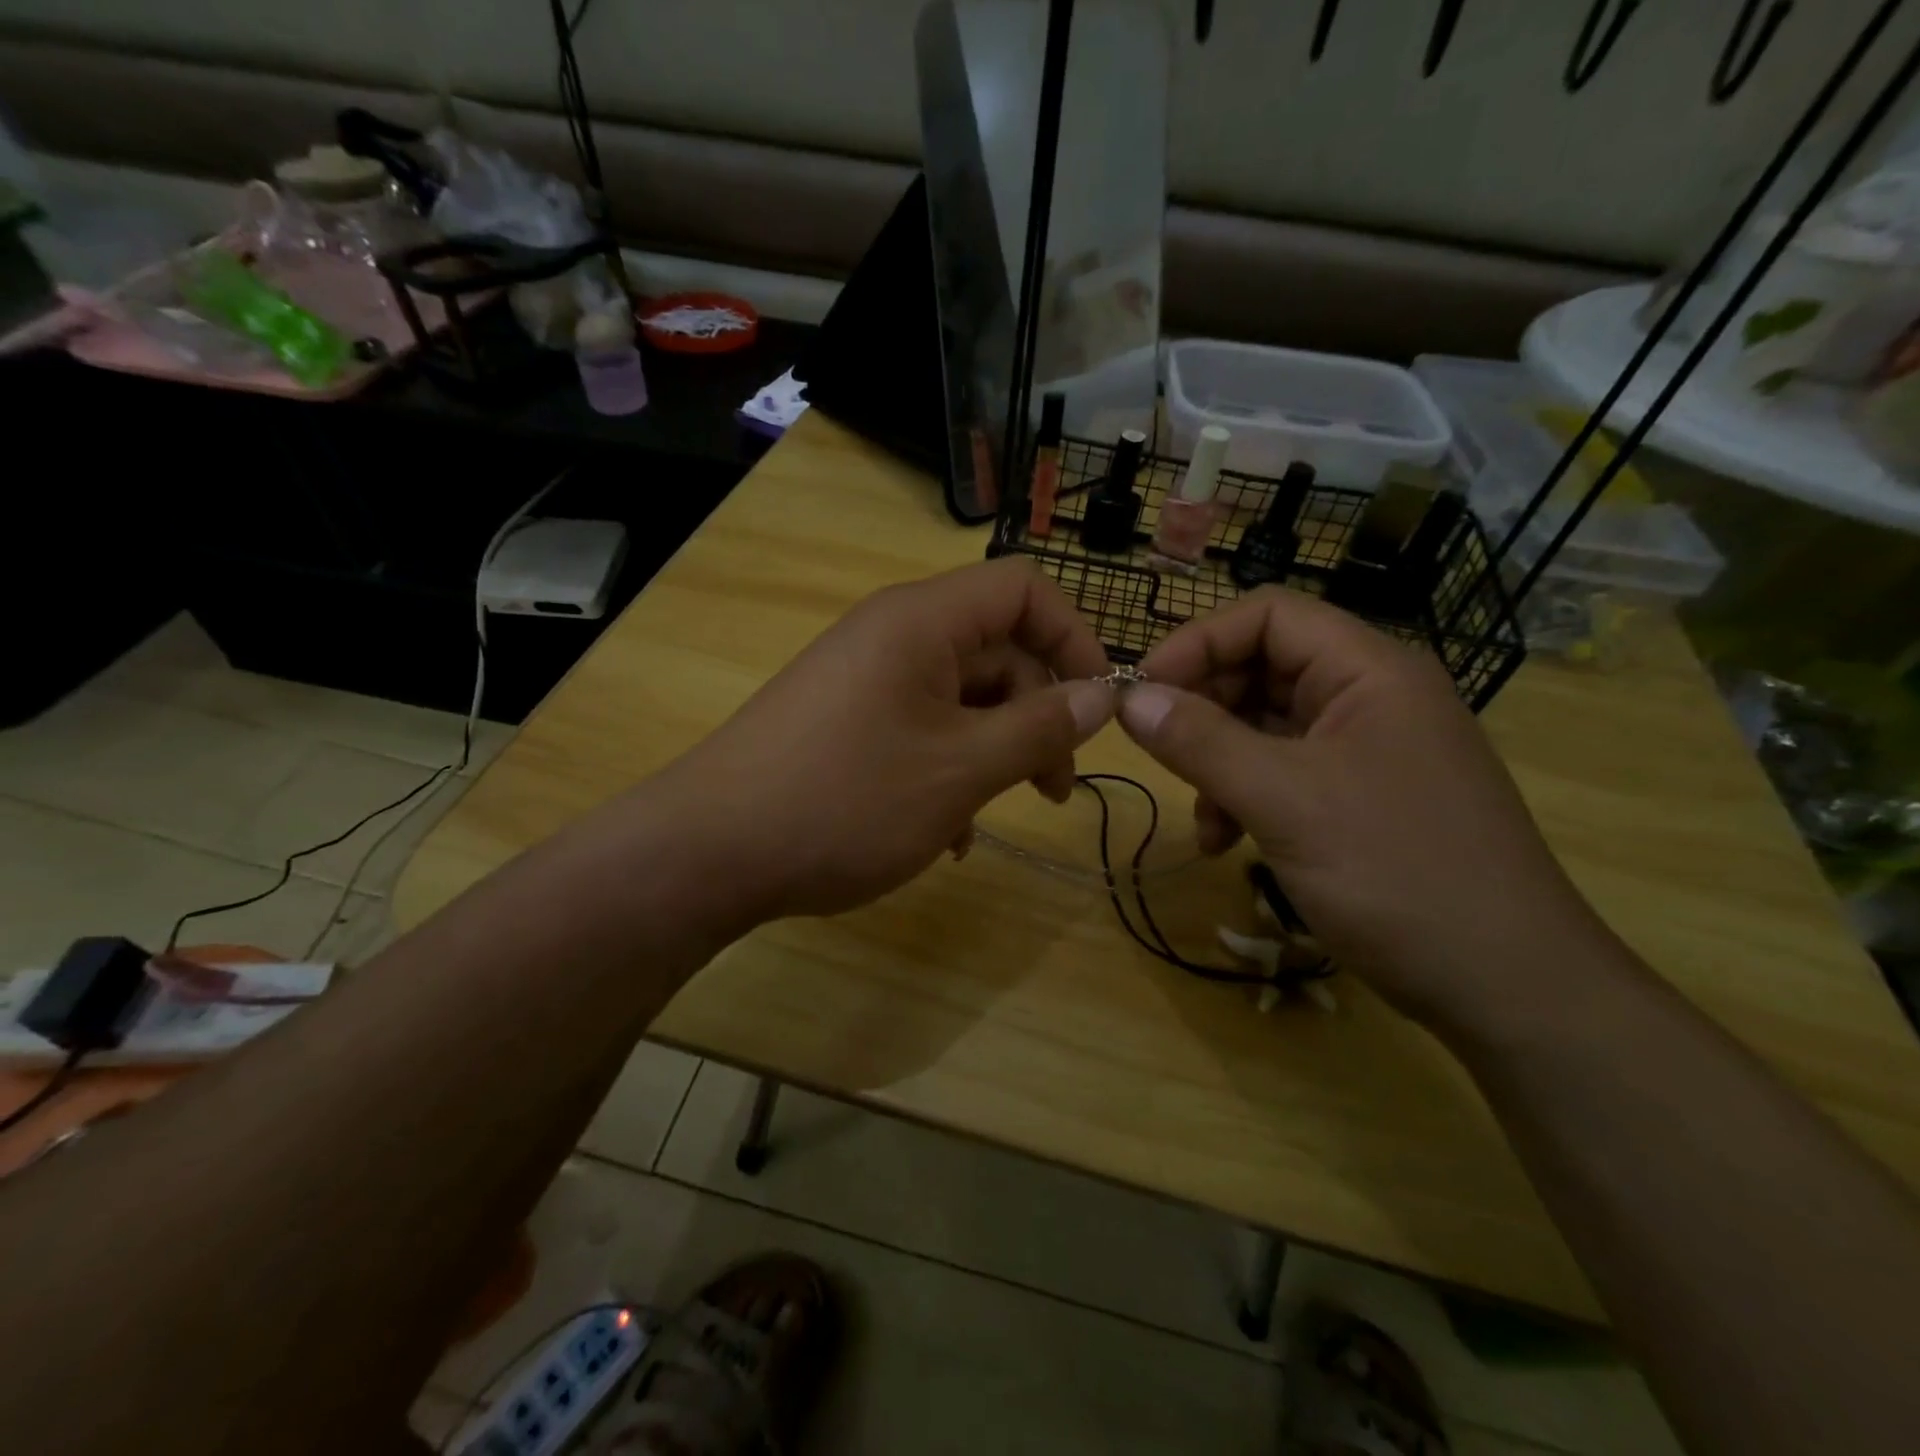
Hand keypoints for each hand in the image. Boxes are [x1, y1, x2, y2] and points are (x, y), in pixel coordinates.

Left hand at [655, 559, 1114, 922]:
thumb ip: (1039, 729)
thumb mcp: (960, 770)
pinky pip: (920, 728)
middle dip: (1038, 714)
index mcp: (922, 622)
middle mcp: (893, 636)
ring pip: (961, 698)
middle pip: (996, 649)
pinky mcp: (845, 722)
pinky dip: (948, 770)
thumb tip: (1102, 696)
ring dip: (994, 752)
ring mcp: (865, 680)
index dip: (1074, 638)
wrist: (708, 853)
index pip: (1023, 589)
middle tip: (1055, 788)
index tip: (1099, 706)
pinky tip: (947, 832)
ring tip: (995, 816)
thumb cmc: (845, 801)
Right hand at [1119, 587, 1605, 1029]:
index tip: (1142, 690)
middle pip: (1262, 667)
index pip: (1268, 615)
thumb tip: (1128, 698)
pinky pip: (1283, 772)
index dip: (1197, 642)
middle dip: (1203, 708)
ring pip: (1265, 726)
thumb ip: (1200, 742)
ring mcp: (1367, 749)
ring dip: (1217, 762)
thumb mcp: (1284, 801)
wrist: (1508, 986)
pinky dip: (1243, 797)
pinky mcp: (1360, 797)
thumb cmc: (1398, 873)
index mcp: (1368, 670)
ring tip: (1201, 818)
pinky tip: (1225, 842)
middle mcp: (1369, 696)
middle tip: (1157, 751)